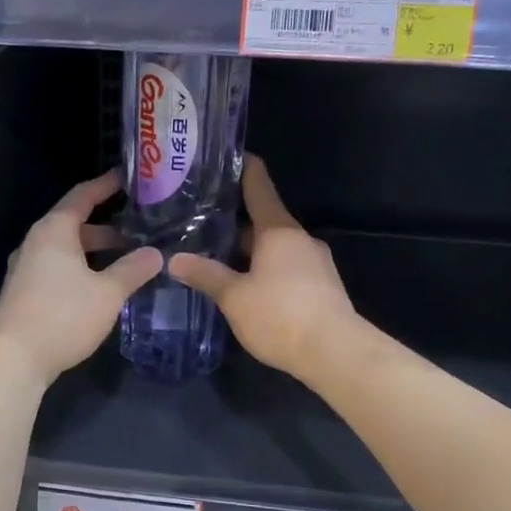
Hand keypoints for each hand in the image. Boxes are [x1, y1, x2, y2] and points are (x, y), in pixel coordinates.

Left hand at [0, 171, 162, 386]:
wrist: (12, 358)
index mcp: (54, 230)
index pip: (83, 195)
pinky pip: (60, 268)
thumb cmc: (62, 315)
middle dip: (108, 226)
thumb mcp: (107, 293)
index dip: (107, 185)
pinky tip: (103, 286)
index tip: (130, 178)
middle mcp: (37, 242)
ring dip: (96, 251)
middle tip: (141, 228)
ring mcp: (28, 268)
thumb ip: (133, 270)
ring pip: (68, 249)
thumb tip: (156, 253)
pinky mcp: (26, 292)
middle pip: (75, 224)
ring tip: (129, 259)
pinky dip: (83, 268)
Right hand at [169, 156, 357, 379]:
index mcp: (278, 230)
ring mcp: (315, 262)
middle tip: (202, 220)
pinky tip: (247, 285)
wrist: (336, 353)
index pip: (259, 186)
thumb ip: (205, 275)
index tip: (227, 156)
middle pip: (264, 219)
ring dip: (250, 249)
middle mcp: (300, 238)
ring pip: (275, 246)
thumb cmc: (281, 315)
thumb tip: (174, 259)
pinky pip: (287, 266)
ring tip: (218, 255)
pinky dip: (266, 267)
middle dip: (235, 220)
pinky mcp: (322, 286)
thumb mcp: (234, 297)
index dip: (243, 168)